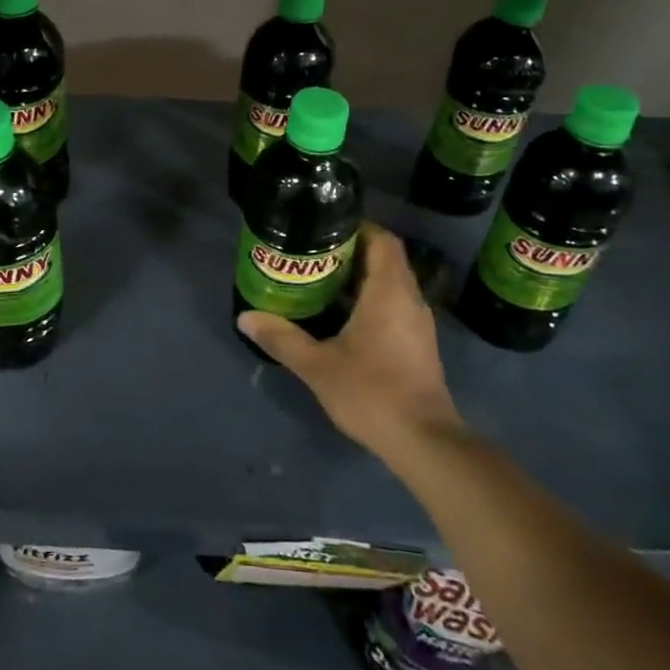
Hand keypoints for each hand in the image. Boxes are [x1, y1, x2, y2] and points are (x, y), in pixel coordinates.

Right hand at [239, 223, 464, 463]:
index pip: (382, 239)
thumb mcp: (318, 365)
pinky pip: (396, 304)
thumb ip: (282, 338)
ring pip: (392, 283)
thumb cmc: (372, 392)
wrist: (424, 442)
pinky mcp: (419, 344)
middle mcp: (409, 299)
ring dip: (362, 276)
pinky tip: (344, 316)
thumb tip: (245, 317)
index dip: (357, 227)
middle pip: (385, 258)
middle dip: (353, 251)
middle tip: (314, 253)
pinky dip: (372, 299)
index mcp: (389, 291)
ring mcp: (418, 323)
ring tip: (323, 279)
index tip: (325, 227)